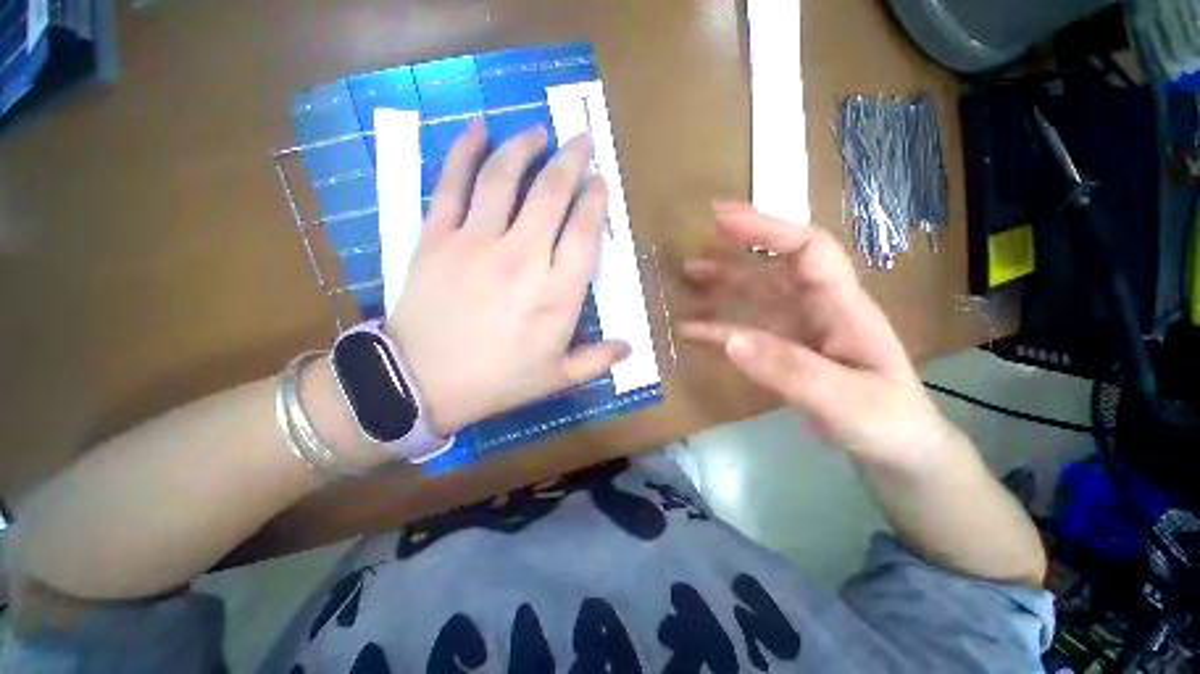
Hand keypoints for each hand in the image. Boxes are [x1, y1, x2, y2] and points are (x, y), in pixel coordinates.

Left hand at [387, 119, 629, 435]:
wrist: (421, 382)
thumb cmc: (497, 381)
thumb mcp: (556, 378)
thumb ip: (596, 360)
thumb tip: (629, 348)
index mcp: (556, 294)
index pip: (585, 233)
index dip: (595, 201)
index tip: (600, 182)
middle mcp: (523, 258)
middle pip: (551, 194)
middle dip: (570, 161)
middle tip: (580, 141)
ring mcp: (477, 242)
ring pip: (504, 178)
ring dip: (524, 147)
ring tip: (537, 130)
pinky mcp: (437, 237)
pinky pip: (452, 184)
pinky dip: (464, 151)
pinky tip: (477, 128)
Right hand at [680, 202, 959, 471]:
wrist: (900, 453)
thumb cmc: (890, 423)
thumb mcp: (848, 401)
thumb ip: (791, 371)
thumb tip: (731, 339)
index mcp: (841, 305)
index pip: (805, 249)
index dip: (765, 229)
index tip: (721, 220)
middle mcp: (815, 309)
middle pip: (770, 271)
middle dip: (732, 258)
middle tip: (692, 257)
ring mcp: (796, 332)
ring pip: (752, 300)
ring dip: (719, 291)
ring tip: (684, 288)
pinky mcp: (782, 353)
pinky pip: (744, 333)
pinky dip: (717, 329)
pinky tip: (691, 332)